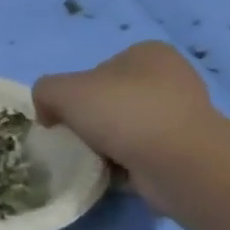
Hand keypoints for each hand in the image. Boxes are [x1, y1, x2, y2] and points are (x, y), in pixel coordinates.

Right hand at [33, 42, 222, 213]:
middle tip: (77, 142)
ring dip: (107, 147)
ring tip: (93, 162)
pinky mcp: (185, 151)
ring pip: (126, 131)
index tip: (64, 118)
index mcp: (148, 53)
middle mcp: (171, 78)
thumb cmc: (123, 113)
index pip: (98, 71)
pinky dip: (124, 167)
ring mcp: (182, 116)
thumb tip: (50, 115)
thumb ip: (45, 91)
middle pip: (111, 102)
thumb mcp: (63, 90)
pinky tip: (112, 176)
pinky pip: (141, 157)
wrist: (177, 162)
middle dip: (92, 123)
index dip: (75, 94)